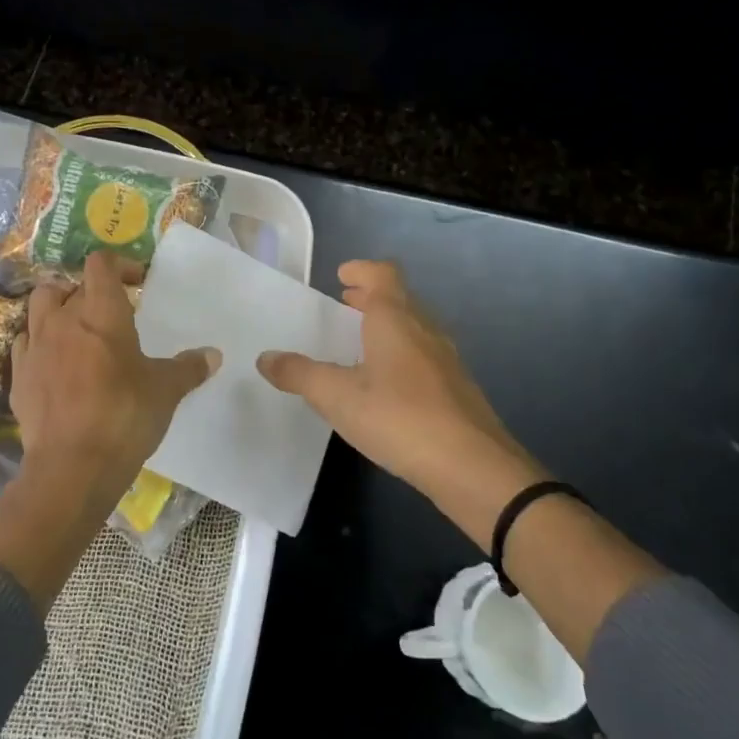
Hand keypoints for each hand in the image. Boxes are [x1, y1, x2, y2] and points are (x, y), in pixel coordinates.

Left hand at [0, 252, 218, 607]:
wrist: (72, 466)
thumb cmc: (125, 416)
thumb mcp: (166, 391)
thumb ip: (188, 368)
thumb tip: (213, 355)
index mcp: (101, 312)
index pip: (100, 264)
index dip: (119, 265)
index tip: (137, 282)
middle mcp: (63, 319)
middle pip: (67, 284)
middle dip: (87, 291)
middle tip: (108, 312)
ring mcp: (35, 346)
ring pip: (39, 306)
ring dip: (57, 309)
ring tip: (76, 330)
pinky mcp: (19, 375)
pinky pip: (25, 343)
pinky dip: (39, 342)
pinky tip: (54, 362)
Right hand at [257, 260, 543, 515]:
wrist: (473, 468)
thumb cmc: (399, 417)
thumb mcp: (337, 396)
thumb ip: (299, 374)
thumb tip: (265, 357)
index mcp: (396, 319)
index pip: (383, 274)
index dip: (362, 270)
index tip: (341, 275)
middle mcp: (425, 329)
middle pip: (400, 298)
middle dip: (371, 298)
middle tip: (345, 304)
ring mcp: (446, 359)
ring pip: (414, 327)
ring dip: (388, 326)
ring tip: (361, 343)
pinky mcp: (457, 389)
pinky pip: (424, 355)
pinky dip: (402, 353)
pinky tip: (388, 384)